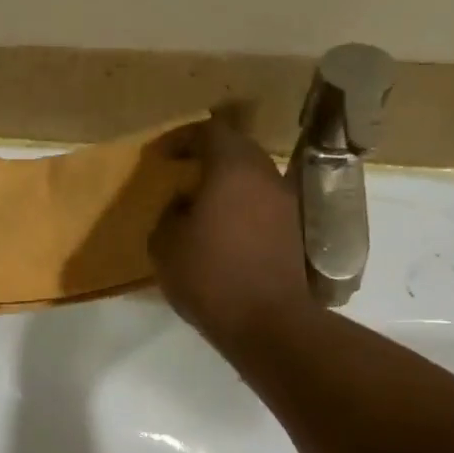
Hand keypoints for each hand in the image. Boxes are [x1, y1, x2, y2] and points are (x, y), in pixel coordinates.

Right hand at [150, 118, 312, 353]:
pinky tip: (220, 230)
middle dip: (207, 157)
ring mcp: (285, 203)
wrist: (265, 320)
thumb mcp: (164, 244)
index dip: (182, 138)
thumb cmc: (208, 275)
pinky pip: (260, 204)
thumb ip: (169, 213)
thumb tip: (183, 204)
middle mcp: (265, 176)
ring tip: (198, 204)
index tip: (161, 155)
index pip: (209, 132)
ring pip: (251, 178)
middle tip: (181, 173)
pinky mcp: (292, 231)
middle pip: (236, 150)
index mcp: (232, 169)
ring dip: (225, 184)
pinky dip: (239, 207)